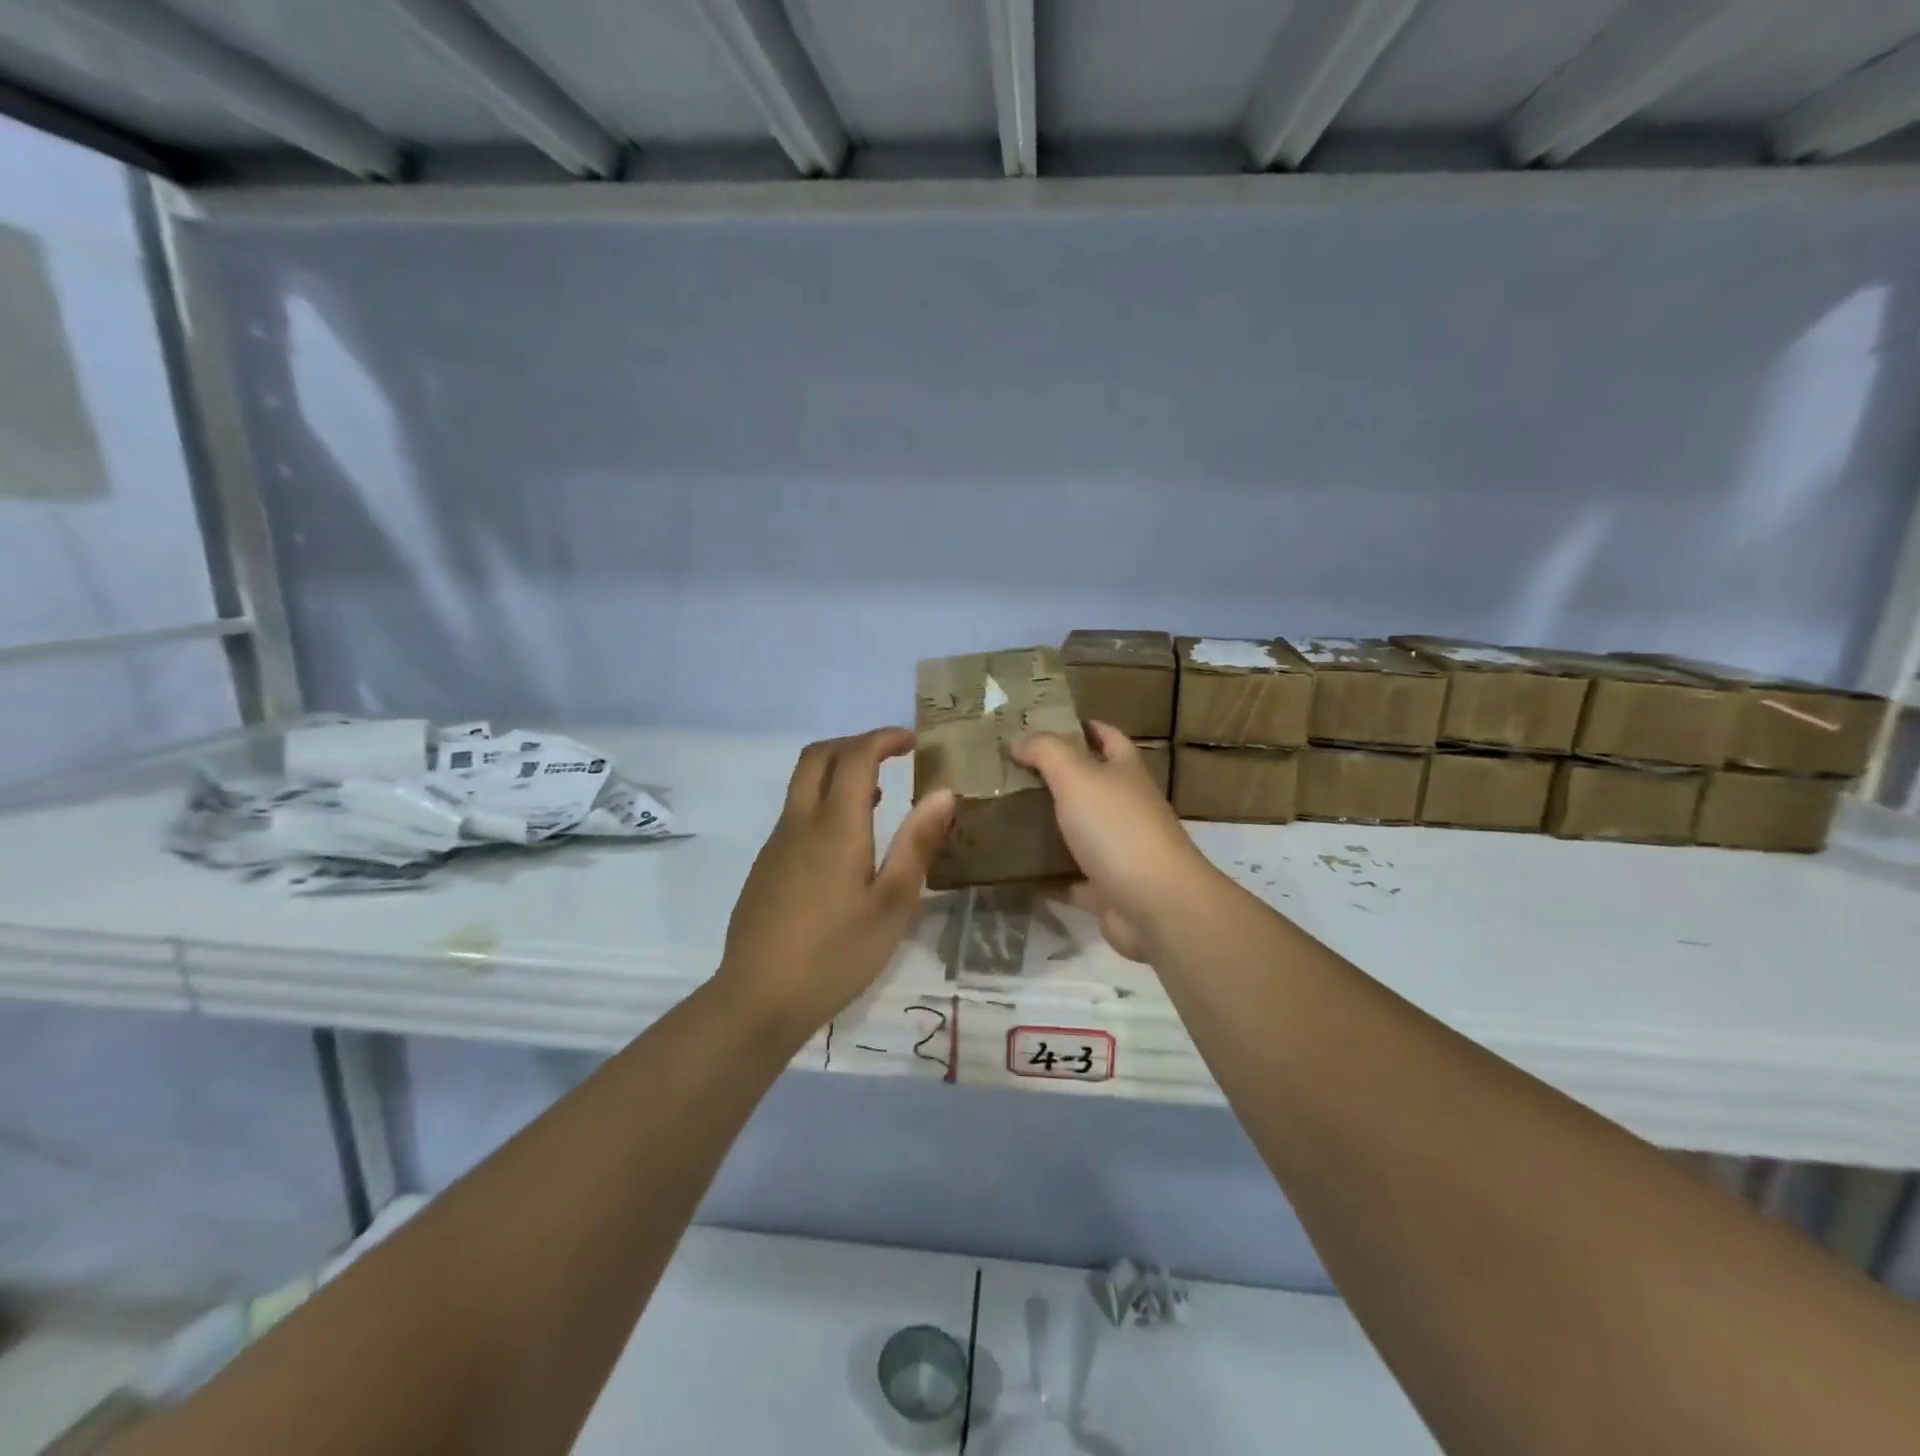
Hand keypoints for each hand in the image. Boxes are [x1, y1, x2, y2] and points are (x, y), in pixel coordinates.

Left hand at [716, 728, 952, 1042]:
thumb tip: (943, 793)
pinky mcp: (765, 867)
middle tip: (891, 756)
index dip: (883, 738)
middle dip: (855, 743)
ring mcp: (776, 845)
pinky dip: (824, 802)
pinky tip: (846, 844)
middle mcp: (799, 823)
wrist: (758, 999)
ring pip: (802, 784)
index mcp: (834, 826)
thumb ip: (917, 844)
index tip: (913, 742)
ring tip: (878, 796)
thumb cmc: (836, 954)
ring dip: (838, 772)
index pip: (855, 756)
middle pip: (817, 756)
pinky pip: (796, 814)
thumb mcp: (892, 904)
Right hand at [1012, 723, 1221, 961]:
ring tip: (1003, 816)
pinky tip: (1016, 869)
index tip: (1042, 725)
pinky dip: (1047, 875)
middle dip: (1054, 777)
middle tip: (1007, 772)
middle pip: (1089, 785)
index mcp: (1125, 772)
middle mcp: (1126, 807)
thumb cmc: (1117, 828)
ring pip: (1078, 831)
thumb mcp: (1077, 777)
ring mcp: (1118, 850)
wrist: (1155, 904)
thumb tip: (1018, 739)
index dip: (1082, 726)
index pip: (1108, 737)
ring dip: (1048, 826)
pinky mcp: (1107, 888)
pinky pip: (1070, 878)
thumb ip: (1046, 752)